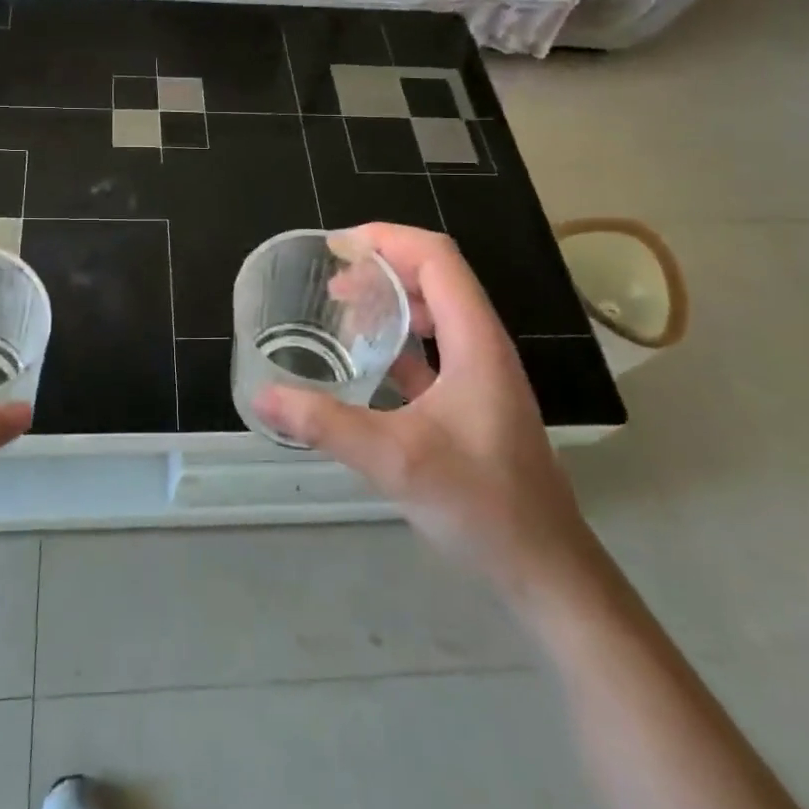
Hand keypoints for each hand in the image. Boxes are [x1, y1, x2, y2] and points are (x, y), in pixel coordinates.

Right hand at [254, 224, 596, 602]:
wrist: (546, 569)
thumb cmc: (481, 504)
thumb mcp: (395, 460)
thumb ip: (325, 424)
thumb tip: (262, 397)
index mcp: (475, 340)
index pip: (437, 258)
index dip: (388, 238)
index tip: (337, 246)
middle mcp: (483, 345)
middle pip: (436, 276)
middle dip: (383, 265)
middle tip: (331, 279)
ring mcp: (482, 374)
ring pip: (436, 311)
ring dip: (392, 300)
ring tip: (344, 309)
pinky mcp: (475, 402)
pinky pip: (435, 348)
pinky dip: (400, 339)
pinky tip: (368, 359)